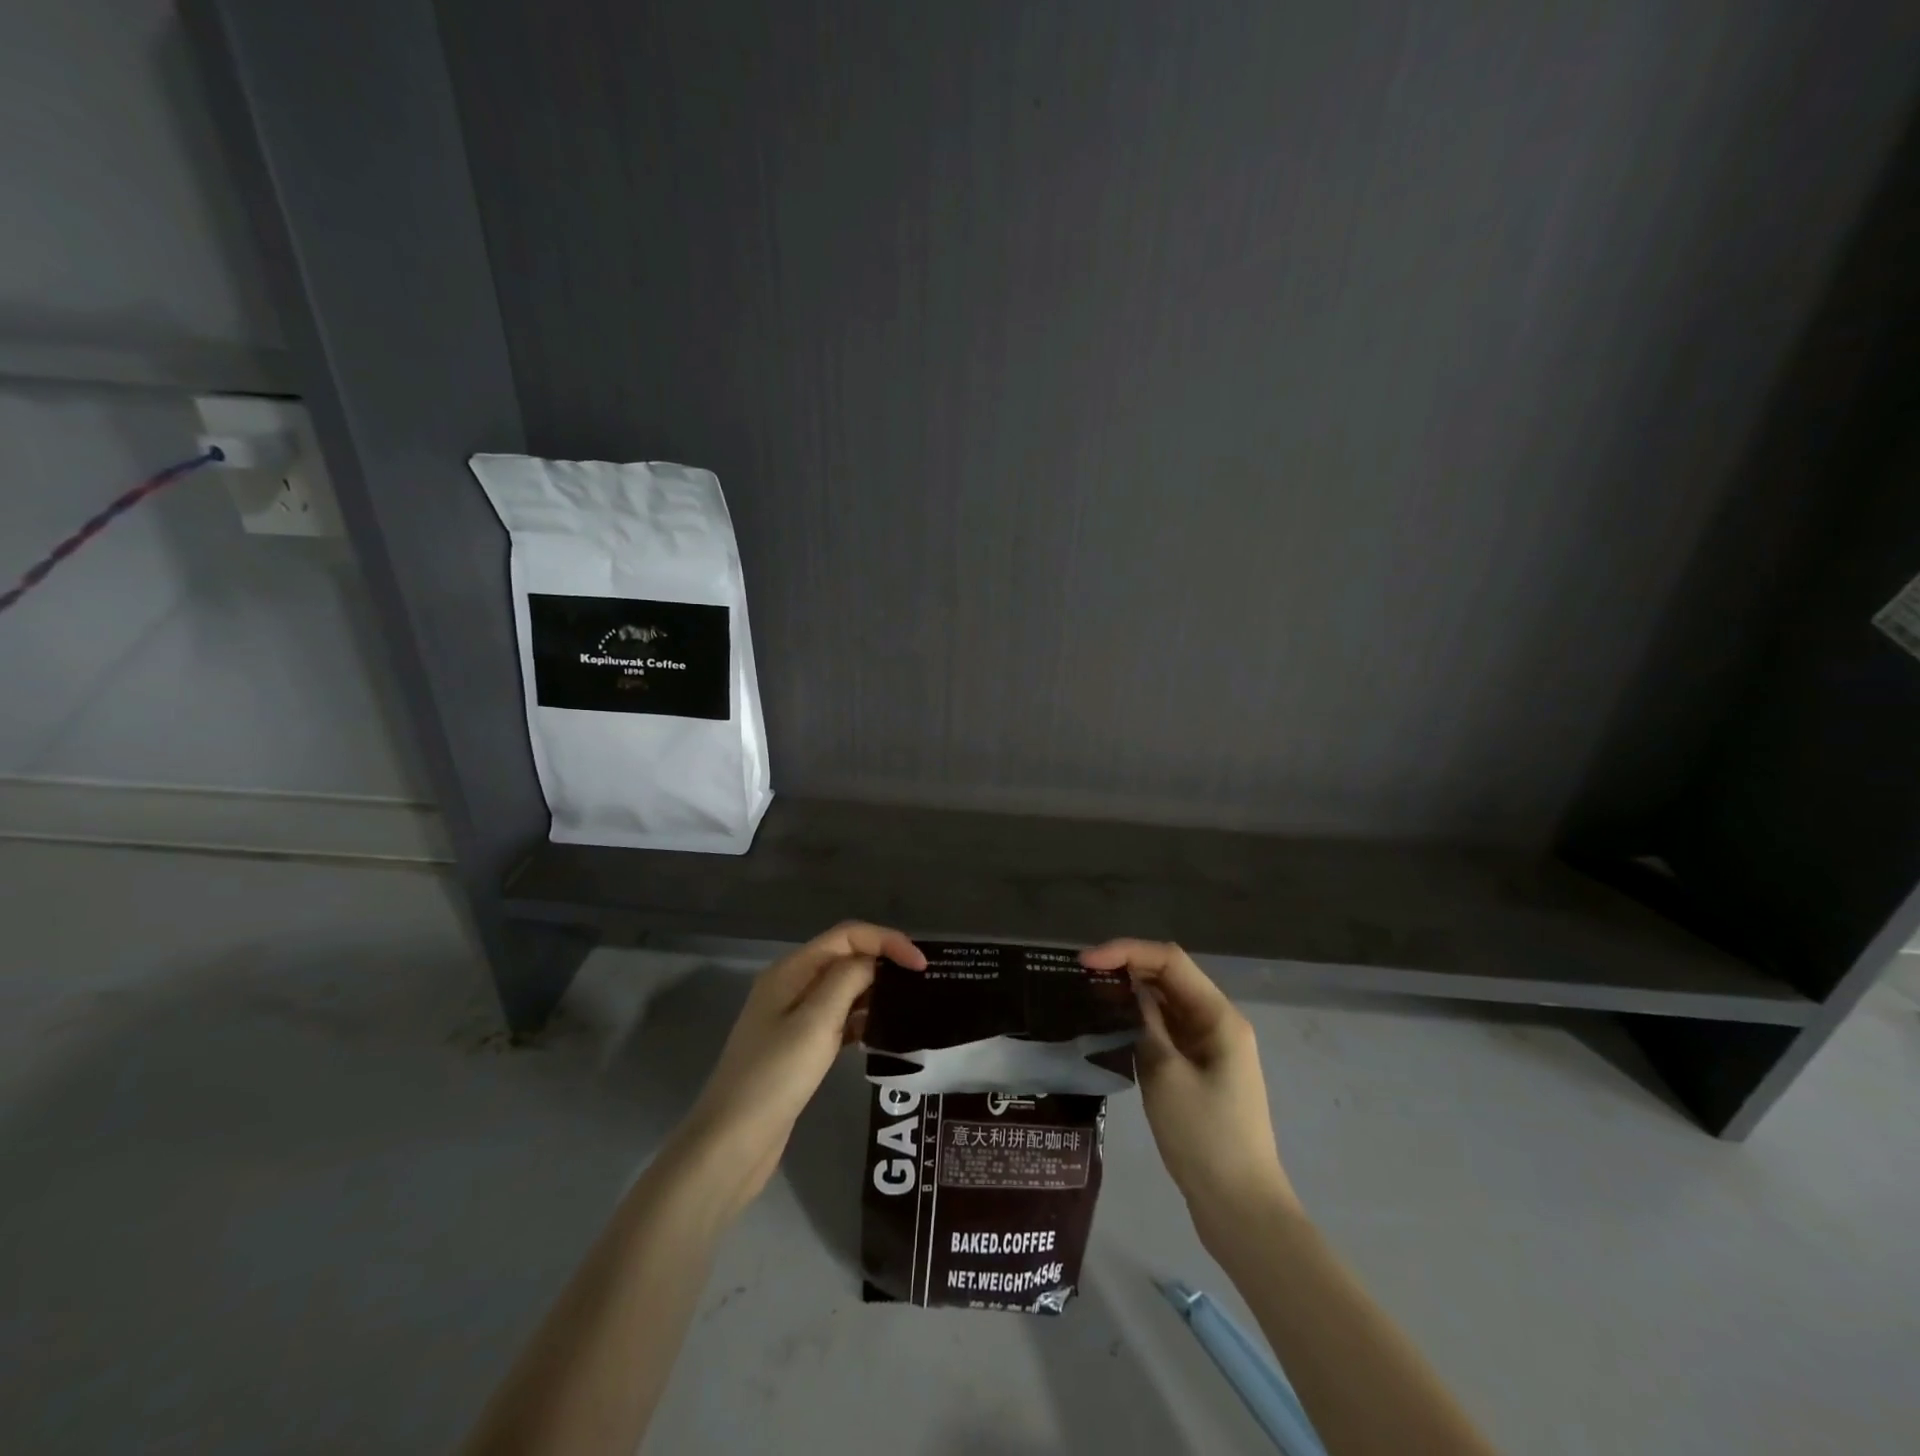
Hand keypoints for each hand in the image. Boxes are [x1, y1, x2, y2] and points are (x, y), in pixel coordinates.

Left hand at [677, 922, 925, 1215]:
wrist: (730, 1144)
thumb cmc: (774, 1077)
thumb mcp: (815, 1022)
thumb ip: (848, 980)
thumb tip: (874, 961)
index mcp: (791, 970)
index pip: (847, 936)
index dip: (887, 941)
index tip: (921, 966)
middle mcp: (791, 985)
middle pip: (845, 957)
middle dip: (883, 962)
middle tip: (922, 985)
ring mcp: (792, 1018)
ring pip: (843, 989)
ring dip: (875, 991)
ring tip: (911, 1006)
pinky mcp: (799, 1047)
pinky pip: (838, 1019)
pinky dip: (862, 1019)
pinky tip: (884, 1033)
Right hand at [1080, 939, 1298, 1249]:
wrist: (1241, 1209)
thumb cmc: (1205, 1138)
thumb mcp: (1165, 1074)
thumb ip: (1145, 1023)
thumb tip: (1128, 989)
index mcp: (1219, 1017)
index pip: (1169, 961)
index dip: (1126, 951)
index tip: (1085, 961)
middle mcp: (1218, 1023)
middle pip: (1170, 977)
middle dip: (1127, 968)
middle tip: (1081, 976)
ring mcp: (1210, 1048)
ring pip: (1167, 1004)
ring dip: (1132, 995)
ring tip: (1090, 995)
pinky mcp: (1200, 1071)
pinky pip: (1168, 1031)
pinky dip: (1140, 1022)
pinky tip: (1112, 1028)